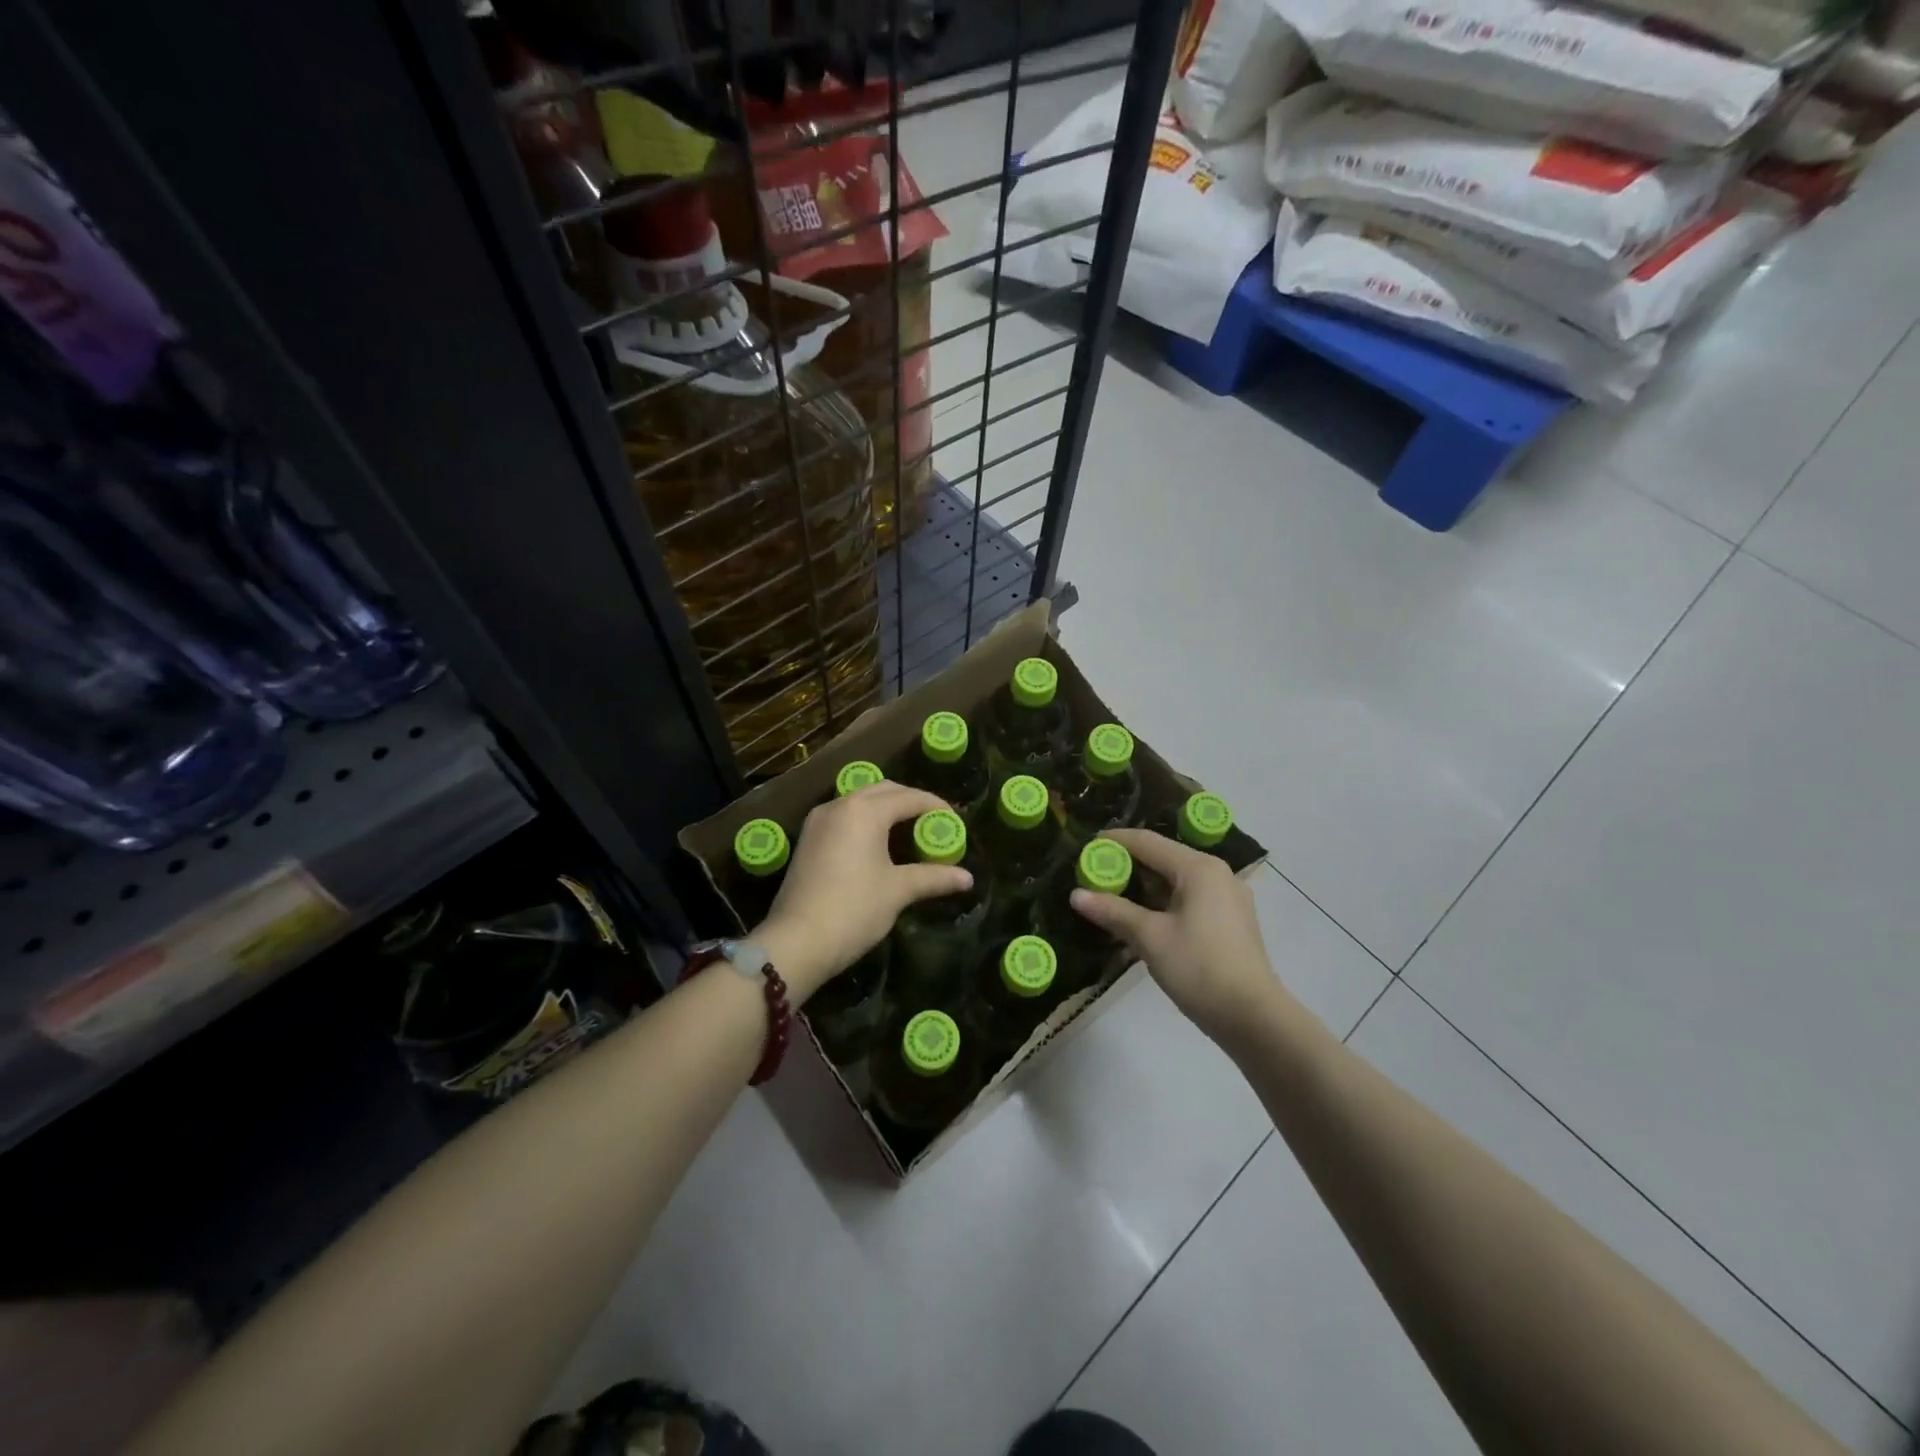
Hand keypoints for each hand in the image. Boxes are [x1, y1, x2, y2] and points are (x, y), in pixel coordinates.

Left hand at [753, 781, 971, 1002]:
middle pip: (884, 791)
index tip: (955, 822)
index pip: (909, 797)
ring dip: (887, 809)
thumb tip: (967, 878)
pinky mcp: (808, 838)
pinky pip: (845, 816)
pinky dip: (866, 820)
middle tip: (934, 824)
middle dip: (911, 802)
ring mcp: (819, 820)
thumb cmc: (854, 909)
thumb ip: (934, 878)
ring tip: (910, 832)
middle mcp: (840, 805)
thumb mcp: (898, 891)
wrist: (796, 941)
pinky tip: (879, 843)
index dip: (936, 807)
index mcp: (865, 811)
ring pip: (861, 801)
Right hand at [1069, 828, 1286, 1041]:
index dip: (1114, 842)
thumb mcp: (1150, 937)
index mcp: (1199, 868)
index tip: (1085, 847)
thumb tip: (1076, 895)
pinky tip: (1143, 920)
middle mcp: (1217, 874)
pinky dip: (1163, 904)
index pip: (1148, 842)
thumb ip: (1113, 911)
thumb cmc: (1199, 968)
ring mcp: (1228, 898)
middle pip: (1163, 859)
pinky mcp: (1230, 921)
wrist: (1253, 1018)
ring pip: (1176, 882)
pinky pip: (1189, 899)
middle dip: (1128, 866)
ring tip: (1112, 898)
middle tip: (1094, 876)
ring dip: (1144, 888)